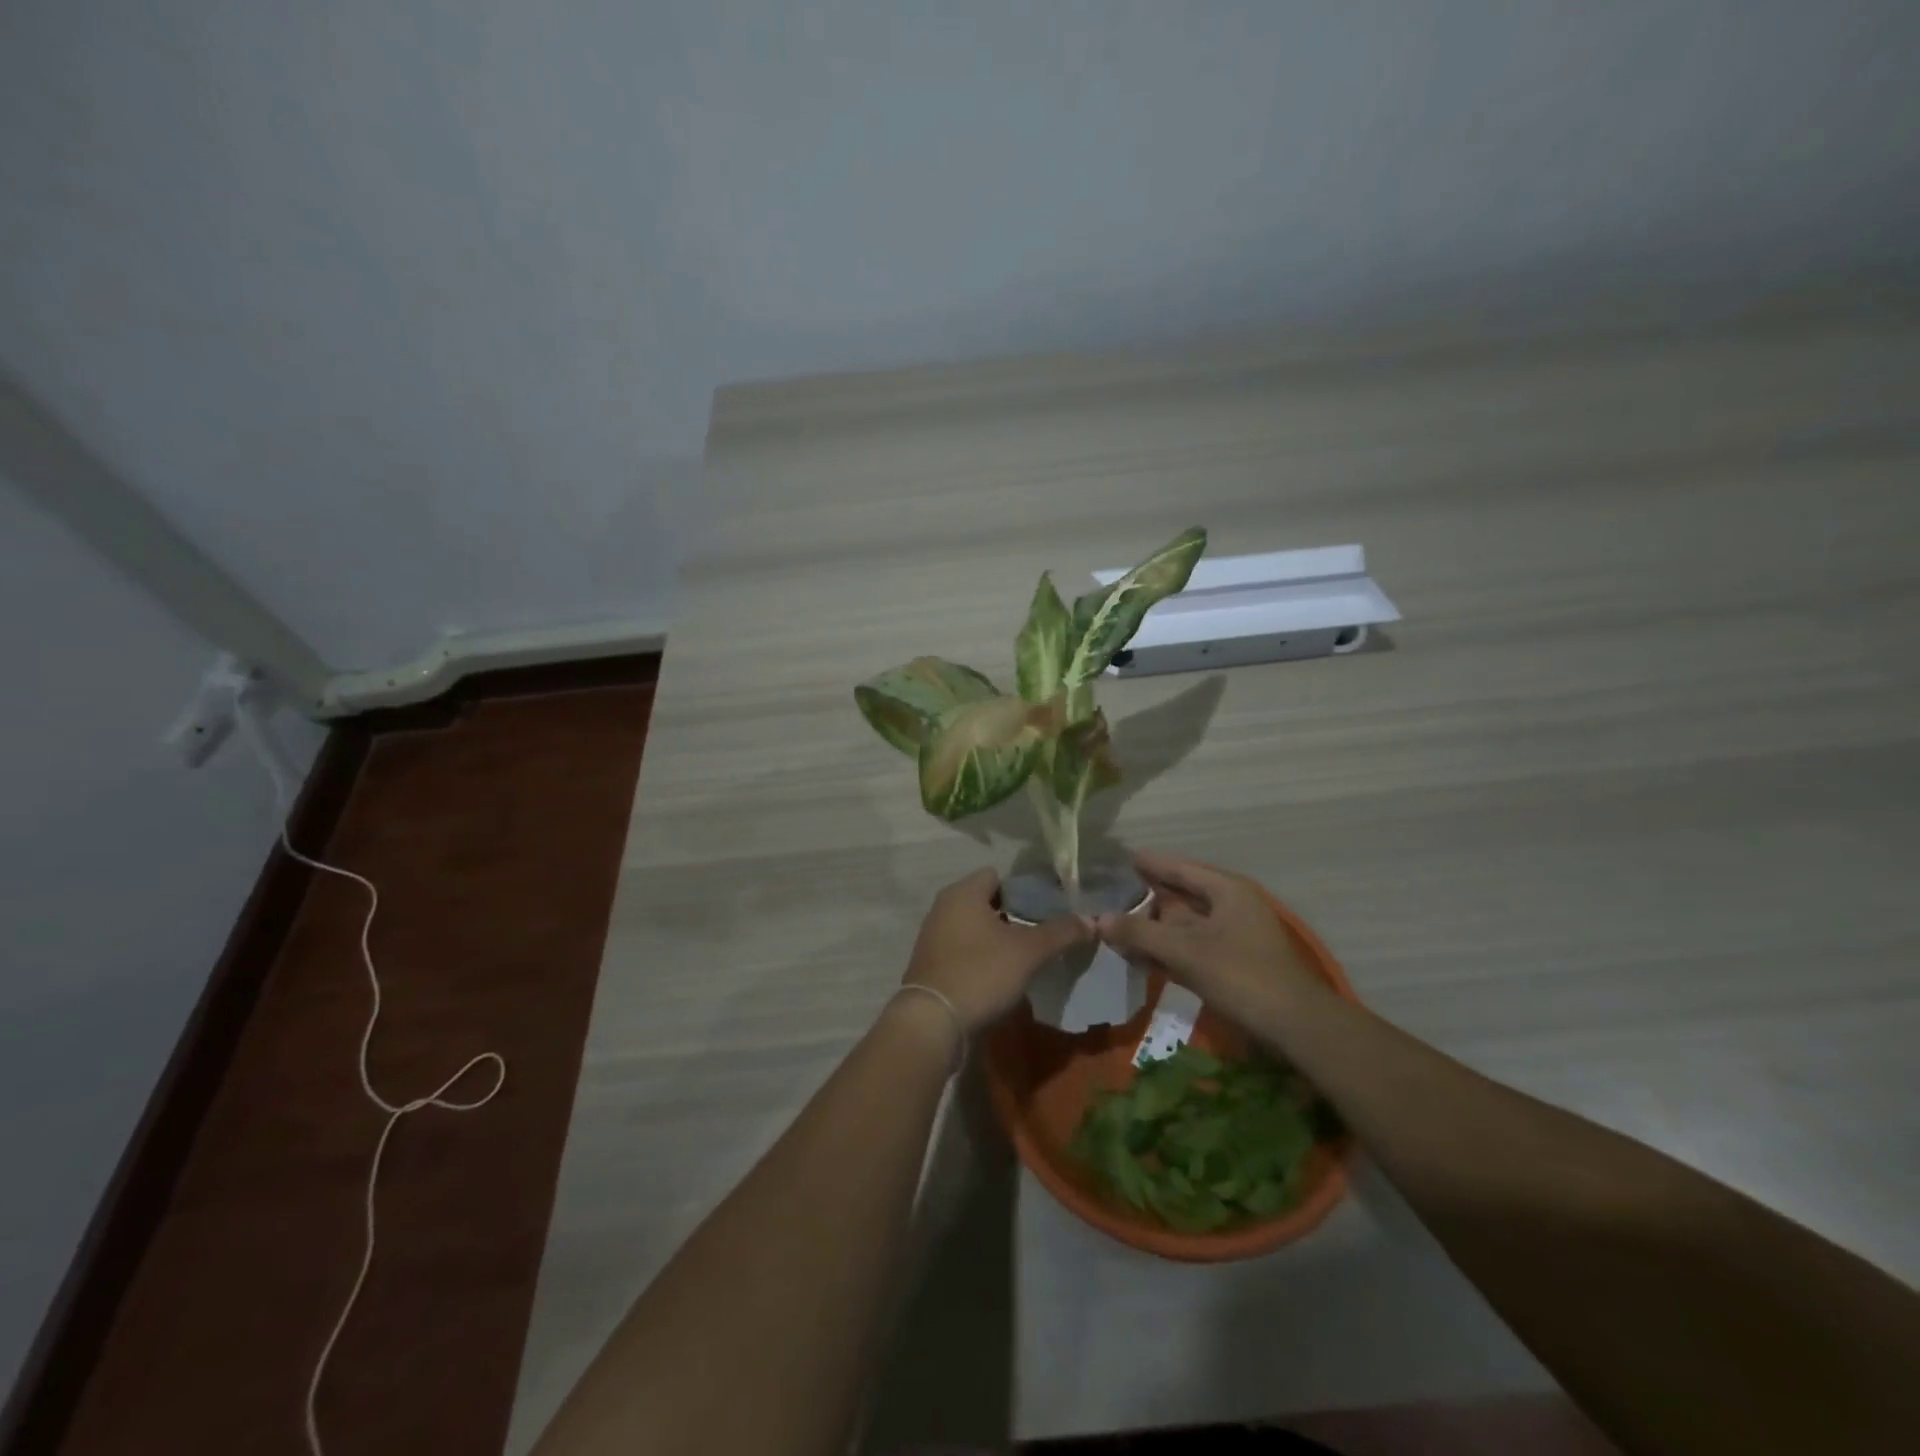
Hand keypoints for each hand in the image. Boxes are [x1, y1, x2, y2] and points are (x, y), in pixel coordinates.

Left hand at [903, 868, 1087, 1034]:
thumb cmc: (981, 973)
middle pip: (987, 902)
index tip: (1049, 908)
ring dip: (999, 938)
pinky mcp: (932, 965)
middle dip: (1015, 915)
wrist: (932, 1023)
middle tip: (1044, 933)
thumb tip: (1092, 920)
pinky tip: (1003, 976)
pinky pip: (965, 950)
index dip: (1025, 889)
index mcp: (962, 893)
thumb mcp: (1028, 952)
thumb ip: (1061, 932)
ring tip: (1028, 956)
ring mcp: (934, 937)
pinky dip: (983, 957)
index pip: (998, 876)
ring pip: (976, 928)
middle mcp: (944, 908)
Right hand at [1094, 852, 1326, 1030]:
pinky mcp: (1234, 963)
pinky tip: (1143, 957)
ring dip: (1155, 929)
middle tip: (1111, 897)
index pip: (1181, 869)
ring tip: (1118, 928)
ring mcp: (1235, 936)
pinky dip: (1169, 949)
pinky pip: (1193, 947)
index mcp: (1227, 891)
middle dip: (1148, 900)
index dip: (1151, 865)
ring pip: (1186, 924)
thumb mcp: (1186, 952)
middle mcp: (1232, 906)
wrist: (1296, 1026)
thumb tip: (1098, 919)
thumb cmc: (1242, 976)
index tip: (1123, 860)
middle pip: (1182, 896)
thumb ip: (1140, 933)